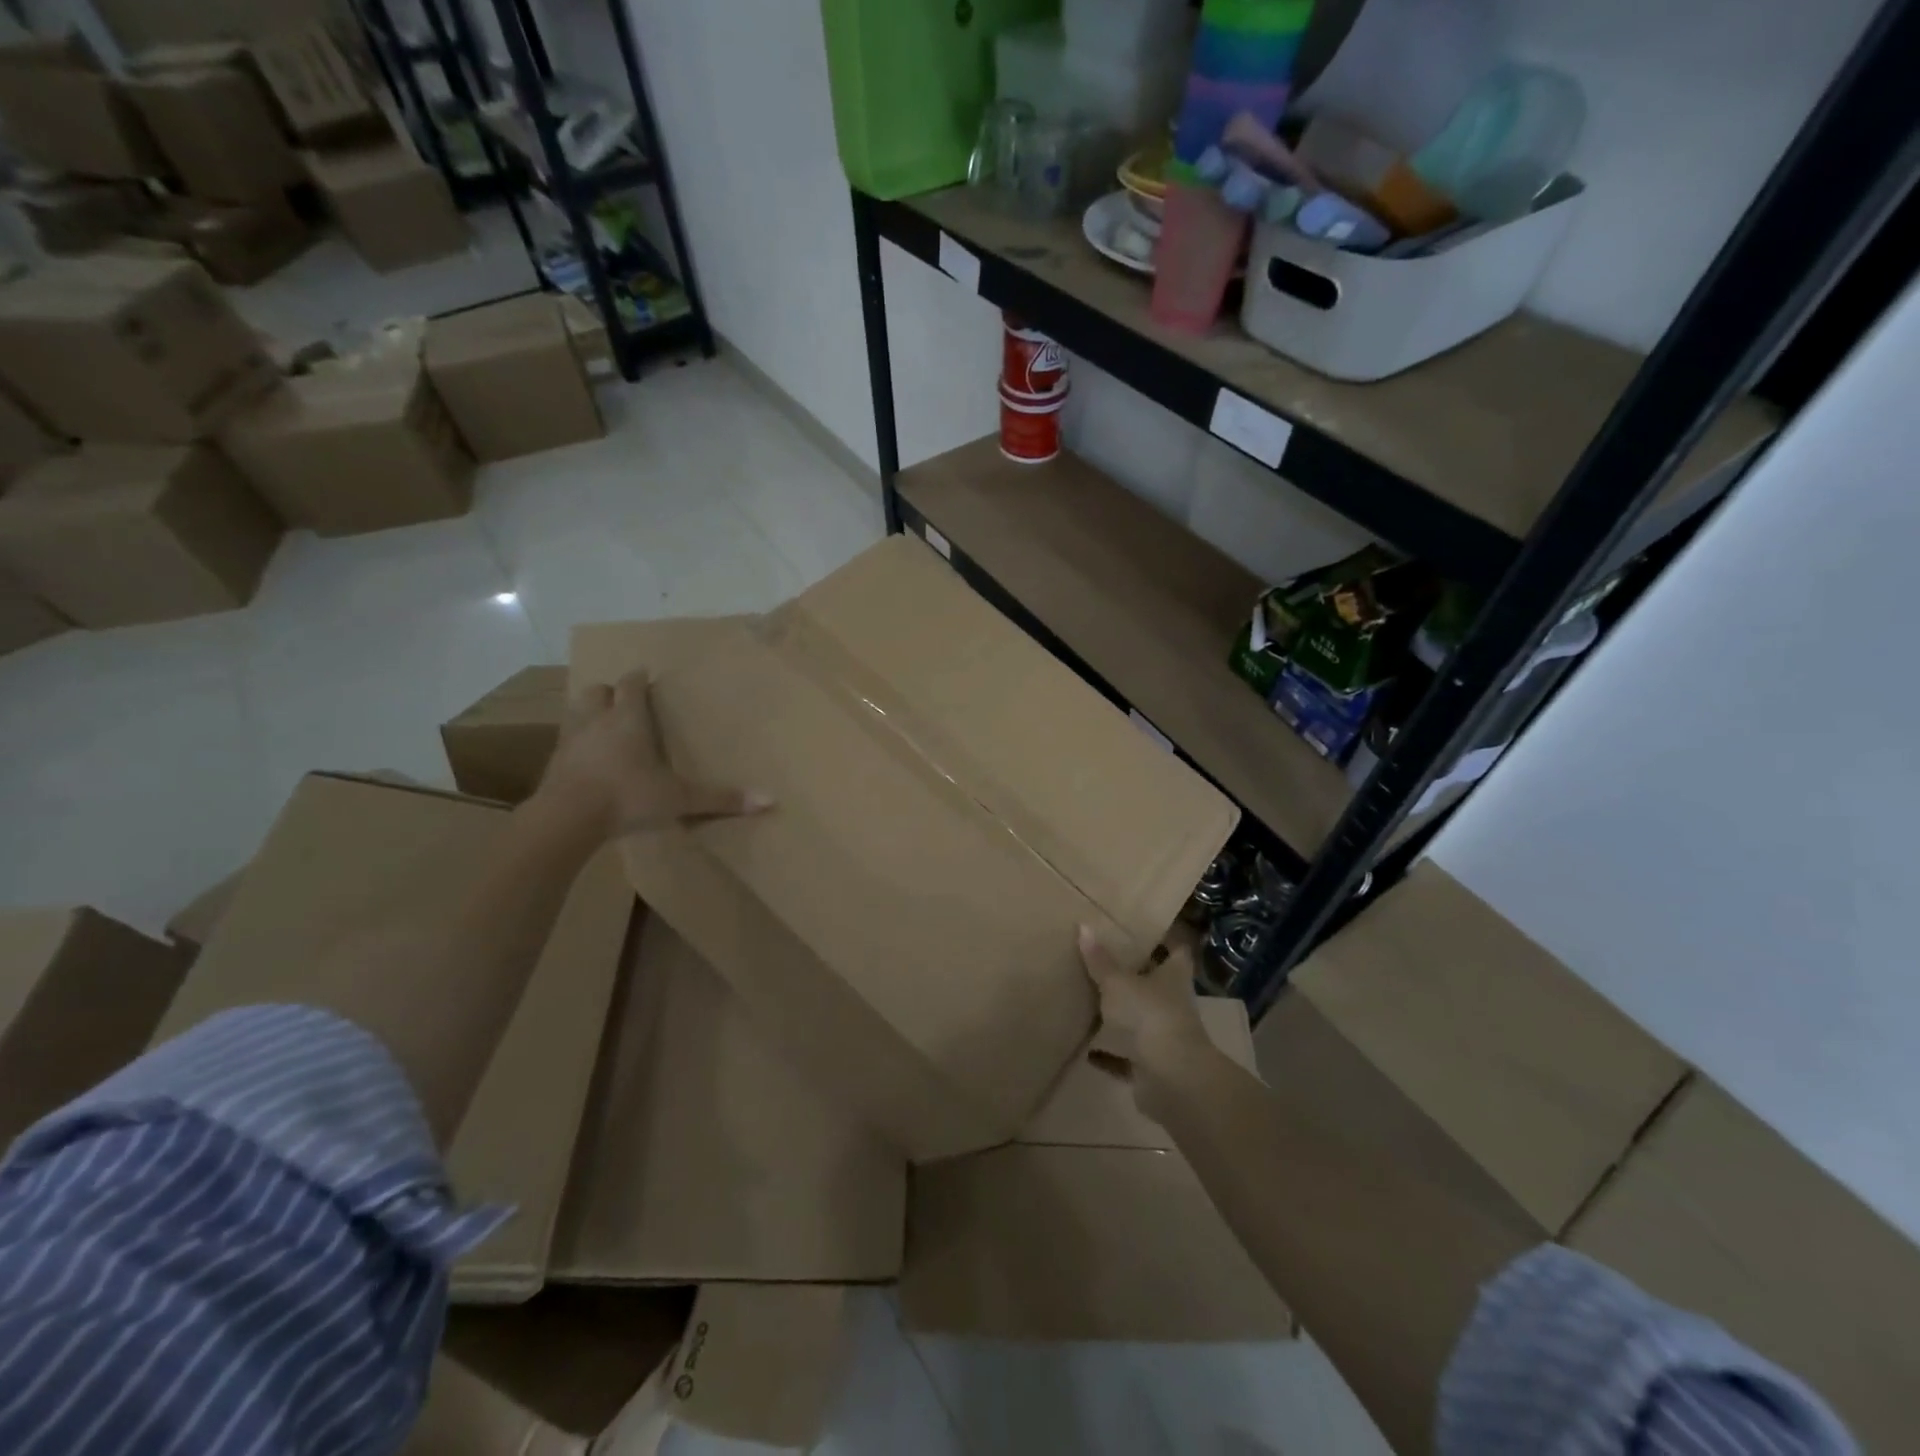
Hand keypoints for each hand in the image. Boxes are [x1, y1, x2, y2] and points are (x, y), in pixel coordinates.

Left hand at [535, 671, 770, 838]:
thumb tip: (770, 800)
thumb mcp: (679, 799)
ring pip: (576, 712)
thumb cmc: (627, 797)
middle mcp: (596, 721)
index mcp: (628, 719)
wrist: (565, 819)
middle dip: (611, 692)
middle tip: (625, 702)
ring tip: (603, 726)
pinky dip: (577, 744)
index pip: (631, 685)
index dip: (639, 679)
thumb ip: (720, 798)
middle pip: (598, 692)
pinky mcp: (552, 764)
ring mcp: (570, 741)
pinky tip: (587, 760)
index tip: (646, 676)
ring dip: (589, 713)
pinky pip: (565, 742)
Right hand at [1078, 926, 1213, 1118]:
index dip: (1165, 940)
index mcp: (1174, 976)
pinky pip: (1127, 1056)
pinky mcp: (1152, 1065)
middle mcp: (1174, 1003)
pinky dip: (1111, 1054)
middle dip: (1137, 974)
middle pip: (1158, 984)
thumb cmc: (1149, 1015)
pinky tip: (1088, 1050)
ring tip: (1093, 1000)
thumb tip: (1083, 926)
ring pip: (1142, 1019)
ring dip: (1124, 1014)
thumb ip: (1100, 960)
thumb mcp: (1118, 982)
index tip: (1145, 928)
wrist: (1171, 1078)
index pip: (1177, 951)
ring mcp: (1164, 1035)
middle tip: (1107, 959)